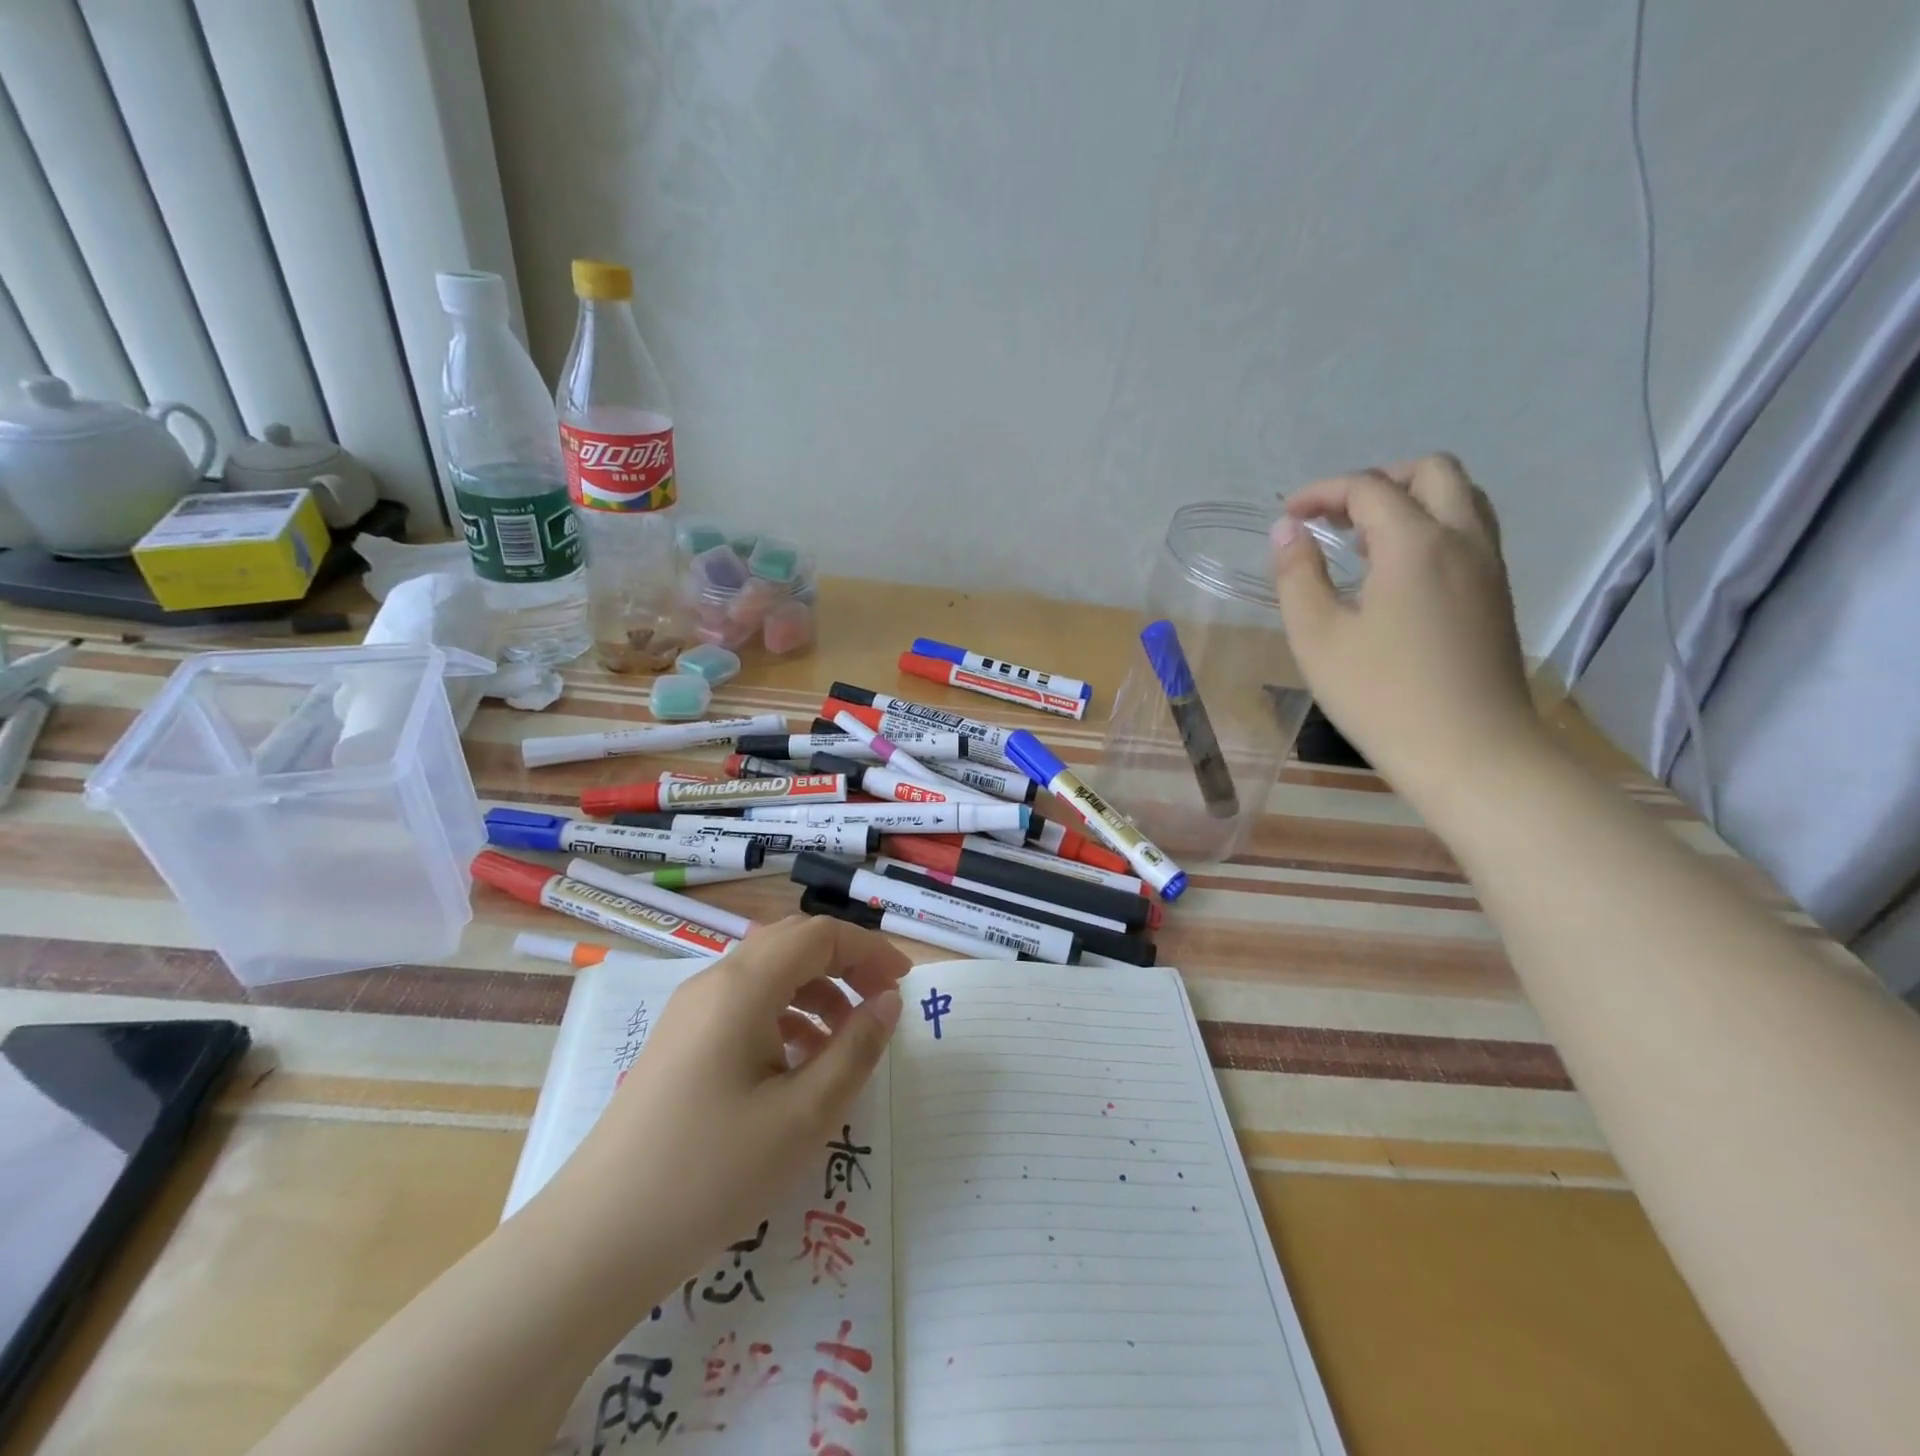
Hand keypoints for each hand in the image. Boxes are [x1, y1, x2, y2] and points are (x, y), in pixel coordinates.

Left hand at [540, 915, 905, 1295]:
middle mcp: (713, 983)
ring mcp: (690, 1012)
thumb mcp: (803, 1116)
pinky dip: (784, 1016)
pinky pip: (744, 1005)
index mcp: (743, 986)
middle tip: (880, 1005)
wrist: (596, 1240)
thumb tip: (888, 1003)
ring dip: (815, 991)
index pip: (820, 935)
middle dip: (844, 965)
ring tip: (844, 1042)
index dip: (868, 951)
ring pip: (767, 974)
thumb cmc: (711, 1173)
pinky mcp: (679, 1043)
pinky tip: (797, 1066)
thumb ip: (855, 1049)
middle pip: (792, 944)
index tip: (904, 986)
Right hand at [1271, 455, 1539, 806]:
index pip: (1368, 488)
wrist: (1470, 752)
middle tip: (1334, 516)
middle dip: (1378, 480)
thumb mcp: (1317, 637)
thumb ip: (1297, 575)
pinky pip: (1469, 532)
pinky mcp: (1497, 595)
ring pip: (1461, 498)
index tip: (1287, 516)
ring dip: (1410, 500)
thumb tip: (1288, 531)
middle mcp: (1462, 539)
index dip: (1322, 492)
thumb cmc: (1381, 695)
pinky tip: (1395, 572)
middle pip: (1433, 472)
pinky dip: (1431, 527)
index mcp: (1415, 543)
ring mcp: (1489, 566)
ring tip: (1362, 540)